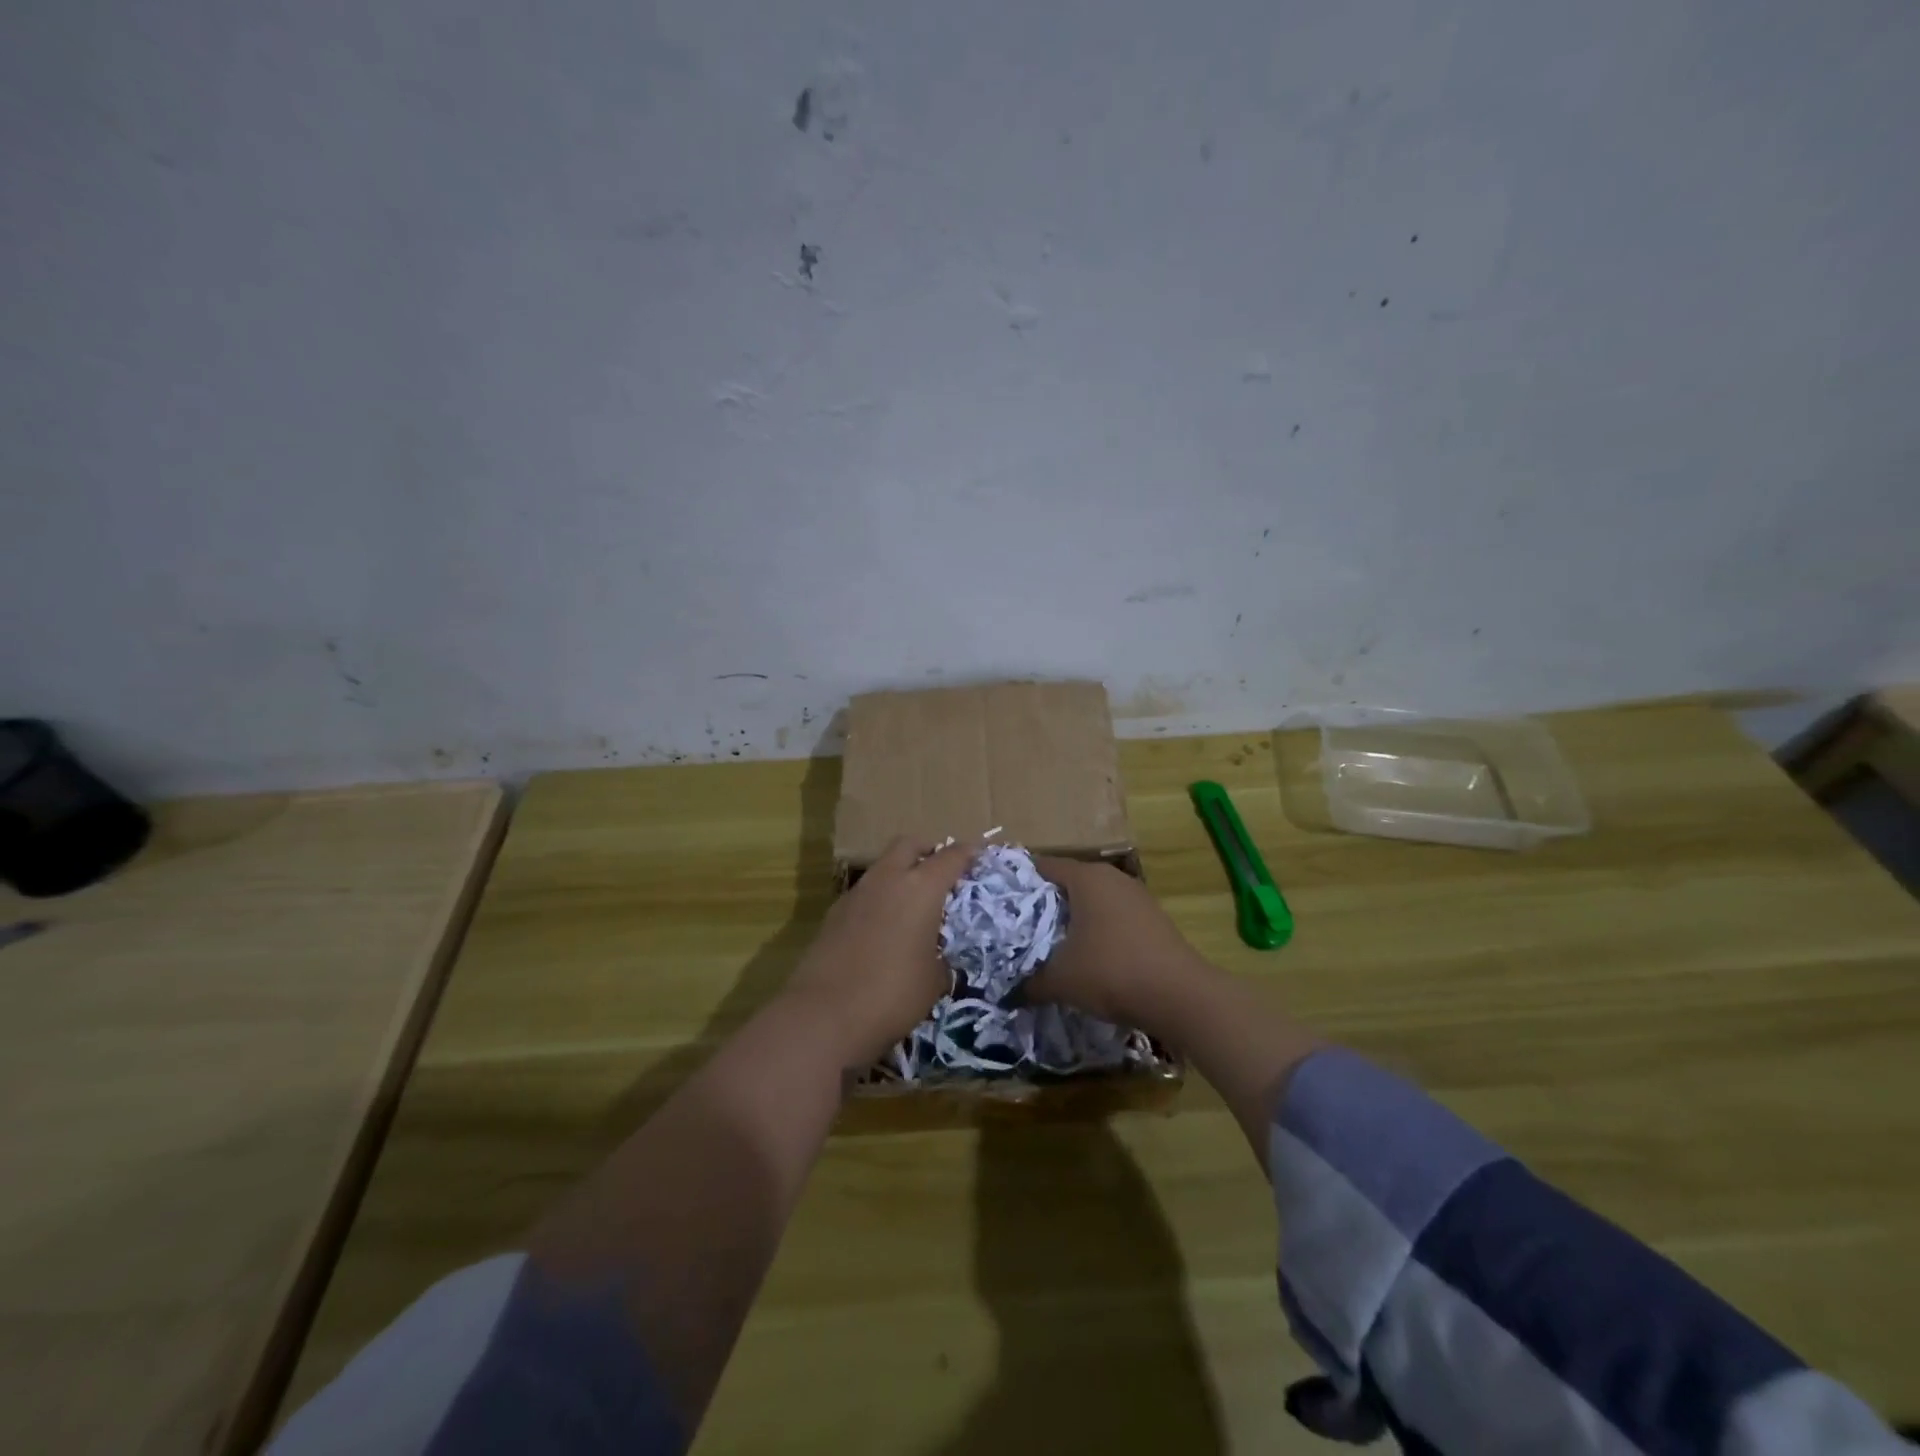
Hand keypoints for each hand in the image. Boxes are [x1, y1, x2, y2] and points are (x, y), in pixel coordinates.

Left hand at [783, 835, 981, 1067]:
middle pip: (909, 844)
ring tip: (913, 905)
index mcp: (921, 888)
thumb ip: (941, 959)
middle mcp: (888, 879)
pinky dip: (879, 899)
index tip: (978, 855)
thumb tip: (936, 958)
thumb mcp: (934, 981)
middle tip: (941, 872)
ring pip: (883, 866)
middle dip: (928, 850)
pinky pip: (865, 893)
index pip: (951, 856)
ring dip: (900, 875)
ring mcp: (856, 893)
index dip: (968, 853)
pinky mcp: (834, 913)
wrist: (824, 1014)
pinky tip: (884, 928)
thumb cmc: (893, 994)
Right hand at [1025, 858, 1209, 1035]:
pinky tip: (1086, 955)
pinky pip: (1112, 915)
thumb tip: (1007, 992)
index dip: (1017, 882)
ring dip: (1071, 918)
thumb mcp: (1060, 981)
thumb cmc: (1111, 972)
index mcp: (1085, 877)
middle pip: (1067, 881)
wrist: (1180, 996)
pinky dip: (1095, 929)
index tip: (998, 901)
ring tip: (1048, 942)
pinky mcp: (1152, 918)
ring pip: (1092, 899)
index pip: (1042, 865)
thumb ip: (1029, 983)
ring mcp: (1136, 896)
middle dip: (1043, 903)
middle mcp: (1111, 877)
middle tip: (1018, 926)